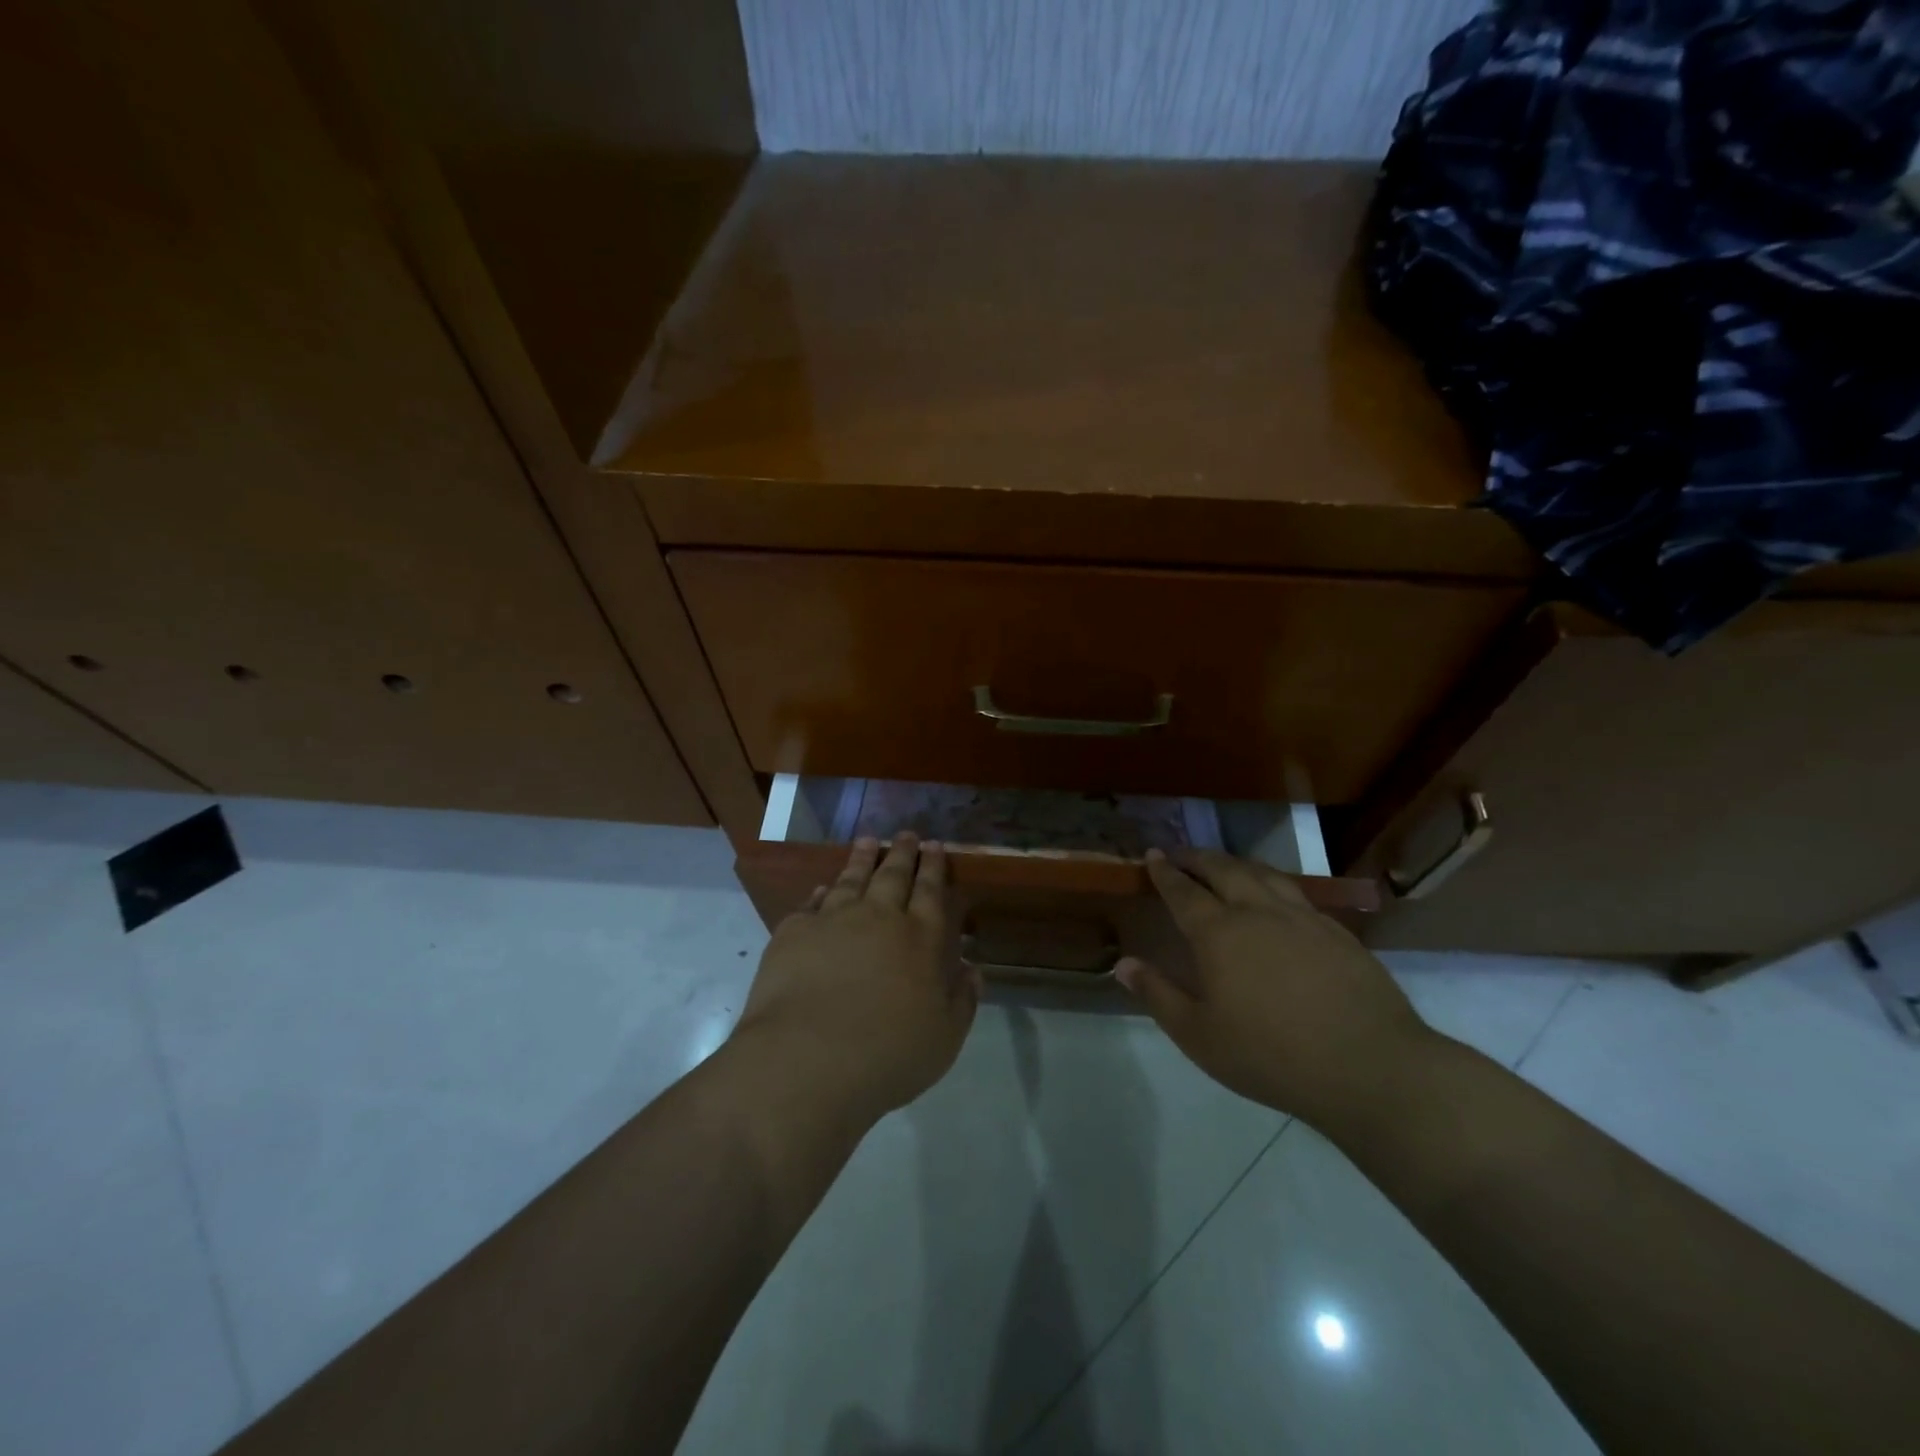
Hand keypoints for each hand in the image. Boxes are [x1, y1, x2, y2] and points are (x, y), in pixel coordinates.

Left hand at [731, 834, 976, 1128]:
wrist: (809, 1058)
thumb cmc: (889, 1054)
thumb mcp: (944, 1037)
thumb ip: (962, 1000)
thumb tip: (973, 970)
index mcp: (922, 938)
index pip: (931, 891)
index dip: (934, 867)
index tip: (935, 845)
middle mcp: (880, 917)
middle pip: (894, 875)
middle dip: (903, 853)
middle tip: (907, 834)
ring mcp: (834, 920)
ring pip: (852, 879)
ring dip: (862, 859)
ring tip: (868, 841)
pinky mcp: (794, 933)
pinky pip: (810, 904)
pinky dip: (820, 892)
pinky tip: (822, 888)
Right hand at [1116, 849, 1434, 1130]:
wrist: (1369, 1066)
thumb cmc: (1271, 1055)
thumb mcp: (1199, 1036)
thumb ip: (1158, 995)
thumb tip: (1122, 963)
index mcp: (1219, 933)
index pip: (1183, 891)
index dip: (1164, 871)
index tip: (1152, 855)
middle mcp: (1257, 912)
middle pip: (1223, 869)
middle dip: (1197, 857)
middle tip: (1181, 853)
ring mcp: (1301, 917)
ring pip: (1262, 873)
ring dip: (1235, 863)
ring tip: (1224, 864)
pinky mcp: (1336, 931)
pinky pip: (1294, 892)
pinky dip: (1272, 882)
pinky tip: (1276, 896)